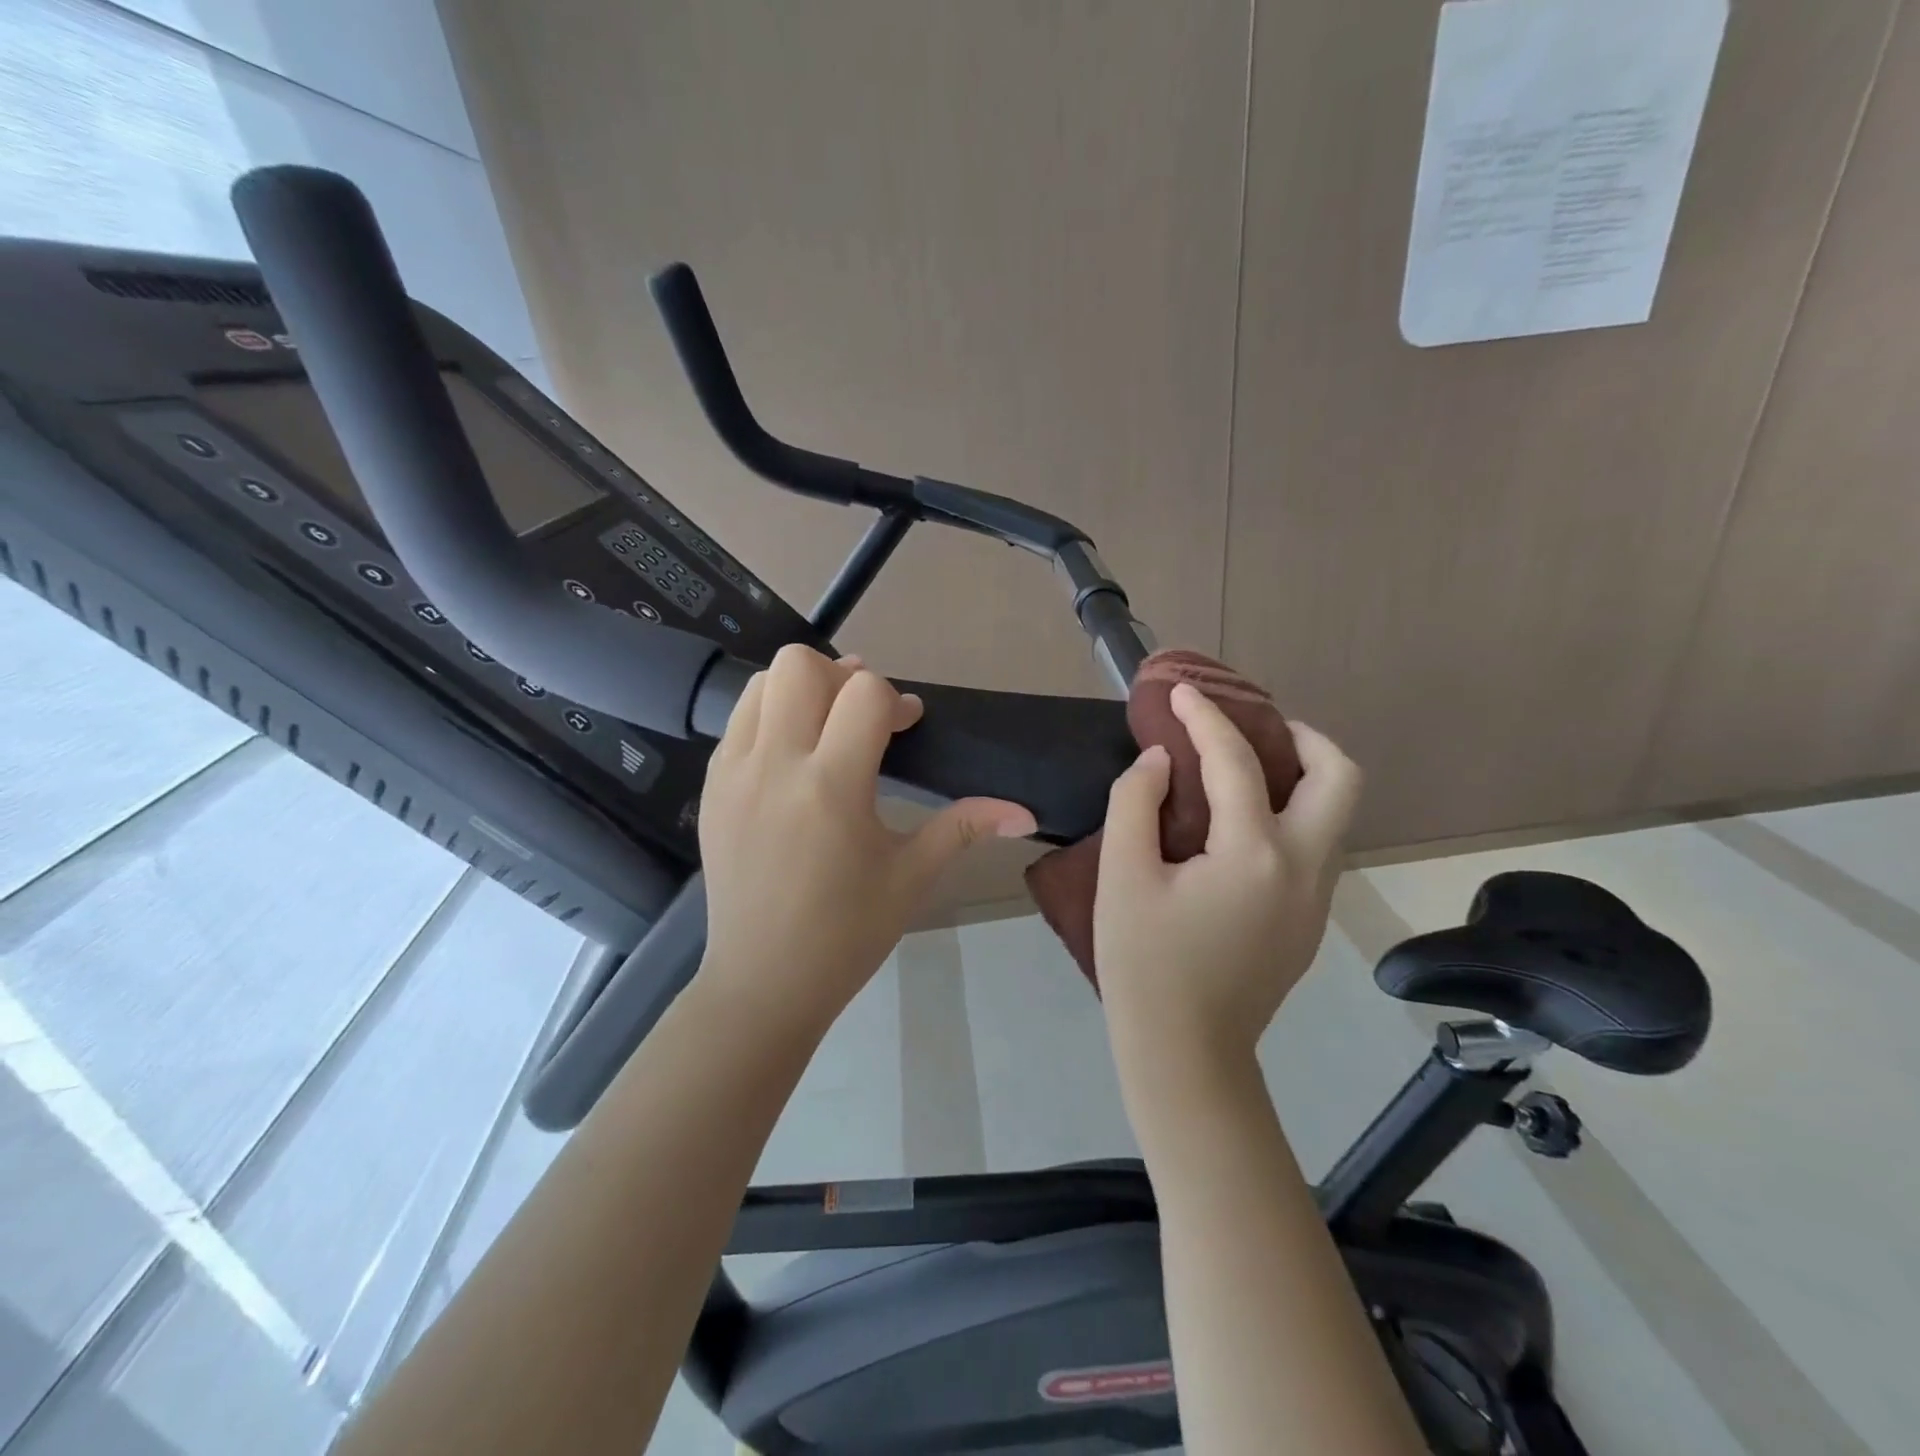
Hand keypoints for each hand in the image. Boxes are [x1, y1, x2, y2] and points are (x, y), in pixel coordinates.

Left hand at [695, 644, 1036, 1028]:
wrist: (763, 981)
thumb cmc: (846, 933)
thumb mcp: (911, 876)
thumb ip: (965, 828)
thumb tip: (1025, 812)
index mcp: (832, 787)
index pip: (864, 692)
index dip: (895, 699)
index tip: (906, 727)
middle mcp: (775, 765)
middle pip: (800, 665)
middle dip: (841, 677)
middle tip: (861, 718)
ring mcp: (733, 773)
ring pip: (761, 683)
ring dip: (801, 690)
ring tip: (825, 728)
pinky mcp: (710, 787)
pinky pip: (738, 721)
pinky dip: (769, 717)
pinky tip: (793, 759)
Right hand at [1093, 684, 1361, 1064]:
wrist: (1185, 1051)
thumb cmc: (1144, 964)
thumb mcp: (1122, 877)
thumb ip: (1135, 804)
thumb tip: (1161, 762)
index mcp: (1254, 855)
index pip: (1237, 763)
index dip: (1205, 719)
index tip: (1180, 693)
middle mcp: (1304, 868)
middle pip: (1340, 777)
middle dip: (1302, 737)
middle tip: (1253, 728)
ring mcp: (1316, 897)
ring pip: (1337, 812)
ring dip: (1303, 774)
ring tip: (1246, 768)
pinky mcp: (1309, 920)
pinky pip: (1316, 843)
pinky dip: (1292, 811)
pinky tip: (1242, 823)